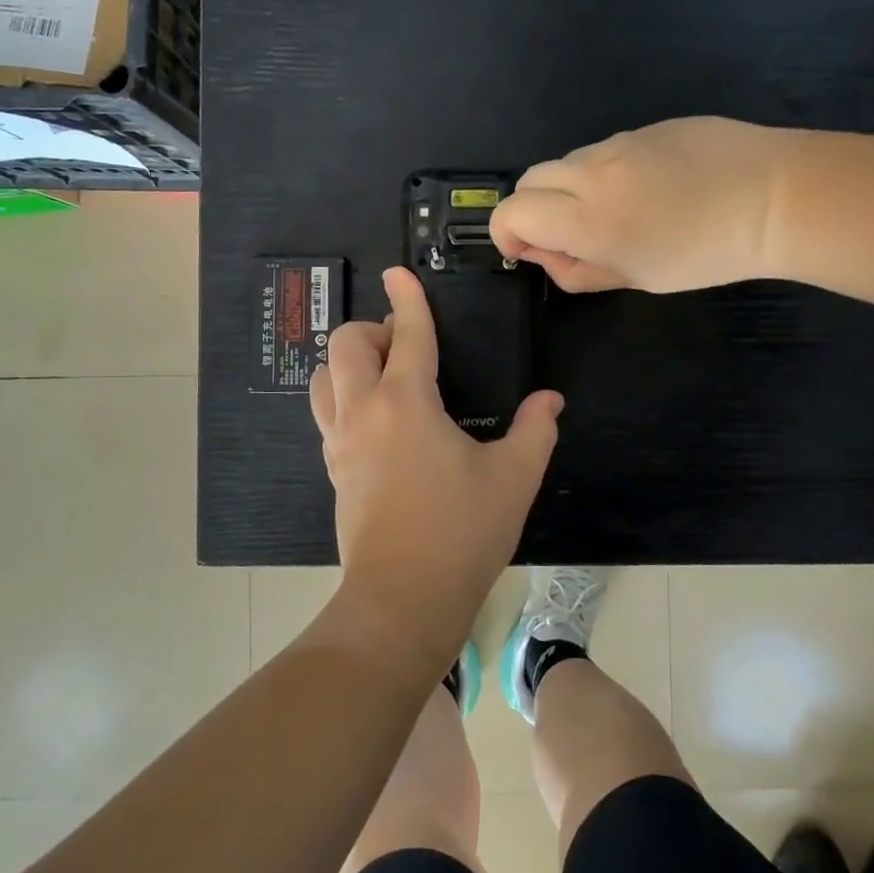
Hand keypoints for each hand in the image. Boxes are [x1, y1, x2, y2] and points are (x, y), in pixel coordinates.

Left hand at [310, 268, 563, 665]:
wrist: (401, 599)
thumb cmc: (461, 534)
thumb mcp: (513, 479)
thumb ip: (534, 431)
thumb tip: (550, 400)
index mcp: (406, 404)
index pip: (408, 334)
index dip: (408, 299)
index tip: (401, 273)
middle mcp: (363, 412)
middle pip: (345, 345)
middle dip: (373, 329)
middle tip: (408, 348)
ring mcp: (340, 442)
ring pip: (324, 377)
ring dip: (349, 363)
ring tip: (386, 378)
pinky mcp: (333, 469)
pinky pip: (326, 413)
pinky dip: (344, 396)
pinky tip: (377, 420)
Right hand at [491, 117, 805, 292]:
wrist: (776, 197)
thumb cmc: (706, 254)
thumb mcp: (636, 278)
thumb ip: (578, 271)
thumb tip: (544, 256)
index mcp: (586, 218)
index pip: (511, 212)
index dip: (507, 235)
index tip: (529, 252)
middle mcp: (591, 172)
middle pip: (529, 181)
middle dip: (533, 210)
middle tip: (568, 237)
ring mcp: (619, 143)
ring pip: (566, 163)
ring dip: (568, 190)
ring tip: (615, 213)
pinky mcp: (647, 127)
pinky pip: (605, 150)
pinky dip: (603, 173)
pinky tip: (649, 189)